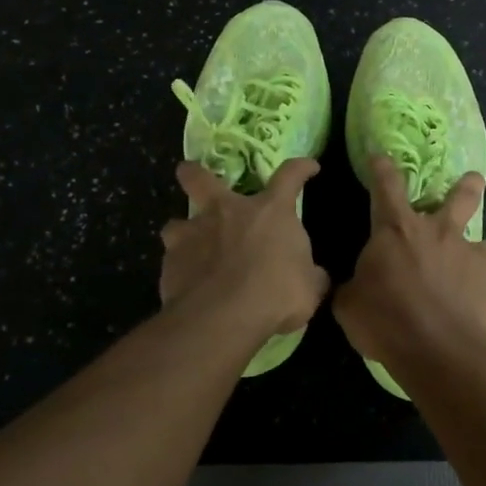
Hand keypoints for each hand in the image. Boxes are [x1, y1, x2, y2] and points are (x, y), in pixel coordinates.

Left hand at [159, 159, 329, 338]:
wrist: (223, 318)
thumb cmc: (276, 294)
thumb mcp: (309, 288)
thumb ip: (310, 276)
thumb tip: (315, 276)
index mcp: (270, 212)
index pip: (290, 176)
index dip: (301, 169)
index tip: (308, 167)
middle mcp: (227, 212)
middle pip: (202, 179)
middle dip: (195, 174)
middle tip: (190, 174)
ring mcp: (193, 235)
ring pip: (176, 223)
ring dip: (183, 233)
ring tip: (189, 248)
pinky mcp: (170, 263)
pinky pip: (173, 260)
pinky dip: (181, 270)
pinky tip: (188, 286)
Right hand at [334, 156, 485, 368]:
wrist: (440, 351)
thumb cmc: (386, 321)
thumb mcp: (350, 305)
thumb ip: (355, 287)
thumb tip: (356, 286)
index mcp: (398, 230)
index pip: (387, 186)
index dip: (382, 167)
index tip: (381, 155)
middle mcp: (440, 233)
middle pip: (460, 196)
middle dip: (467, 185)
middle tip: (474, 179)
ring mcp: (473, 255)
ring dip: (483, 248)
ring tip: (480, 262)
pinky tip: (480, 304)